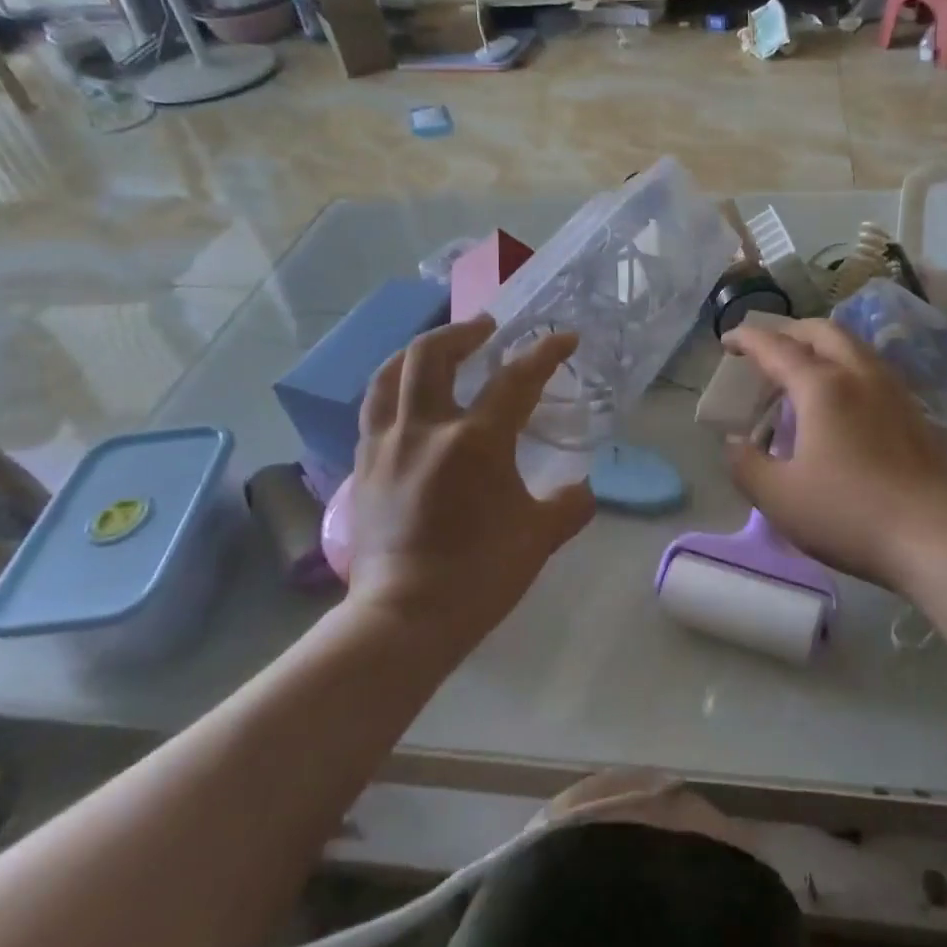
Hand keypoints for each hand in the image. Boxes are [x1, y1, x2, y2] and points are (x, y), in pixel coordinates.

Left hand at [322, 317, 596, 644]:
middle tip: (486, 328)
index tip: (564, 338)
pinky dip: (394, 388)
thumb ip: (569, 505)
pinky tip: (409, 398)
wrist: (404, 618)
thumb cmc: (479, 575)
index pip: (516, 379)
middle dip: (462, 331)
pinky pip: (374, 407)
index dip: (544, 352)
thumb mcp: (539, 538)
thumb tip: (583, 490)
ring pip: (390, 373)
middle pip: (432, 354)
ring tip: (440, 350)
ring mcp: (387, 444)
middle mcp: (426, 428)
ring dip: (418, 351)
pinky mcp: (363, 464)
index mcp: (476, 441)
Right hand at [722, 319, 946, 593]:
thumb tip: (735, 442)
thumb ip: (747, 465)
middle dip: (789, 332)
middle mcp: (859, 375)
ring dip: (821, 345)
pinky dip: (845, 366)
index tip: (726, 341)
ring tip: (803, 369)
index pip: (776, 347)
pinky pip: (871, 369)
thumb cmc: (850, 513)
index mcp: (822, 386)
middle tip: (766, 349)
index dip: (748, 339)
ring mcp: (893, 391)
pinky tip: (842, 398)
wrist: (939, 536)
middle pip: (822, 331)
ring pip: (853, 346)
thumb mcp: (779, 497)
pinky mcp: (914, 413)